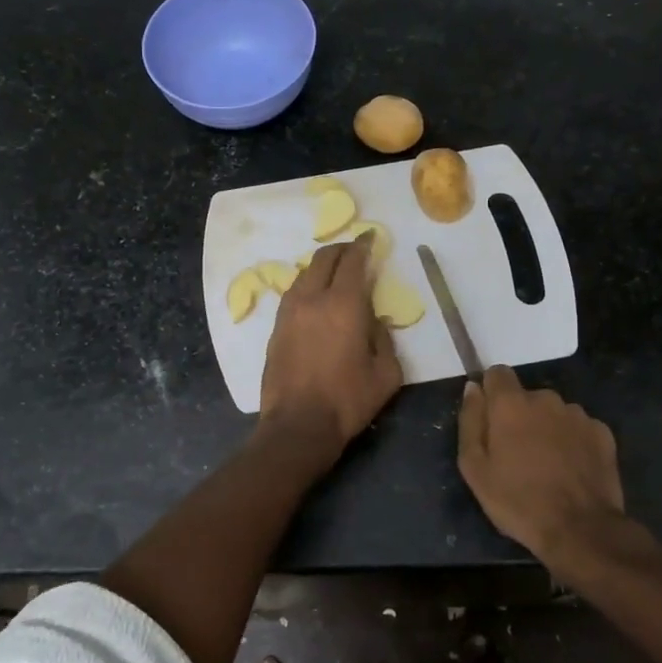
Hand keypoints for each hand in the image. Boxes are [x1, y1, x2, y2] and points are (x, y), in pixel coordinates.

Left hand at [258, 234, 402, 451]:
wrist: (298, 425)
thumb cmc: (348, 400)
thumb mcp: (386, 373)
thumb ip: (384, 338)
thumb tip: (373, 320)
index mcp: (344, 305)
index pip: (353, 261)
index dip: (363, 245)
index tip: (370, 237)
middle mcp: (313, 299)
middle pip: (324, 259)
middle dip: (341, 249)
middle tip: (354, 250)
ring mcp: (289, 312)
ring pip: (305, 274)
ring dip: (321, 266)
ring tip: (334, 271)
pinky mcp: (275, 328)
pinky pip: (293, 293)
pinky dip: (307, 285)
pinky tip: (313, 295)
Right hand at [457, 365, 626, 562]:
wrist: (580, 530)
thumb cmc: (517, 500)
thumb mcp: (474, 467)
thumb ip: (470, 421)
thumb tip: (473, 388)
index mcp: (511, 404)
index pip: (497, 373)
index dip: (491, 392)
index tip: (490, 419)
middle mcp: (546, 399)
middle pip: (526, 397)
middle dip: (520, 416)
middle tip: (517, 454)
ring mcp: (578, 414)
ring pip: (554, 412)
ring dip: (547, 428)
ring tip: (547, 465)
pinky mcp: (602, 433)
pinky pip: (579, 428)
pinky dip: (572, 441)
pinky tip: (571, 469)